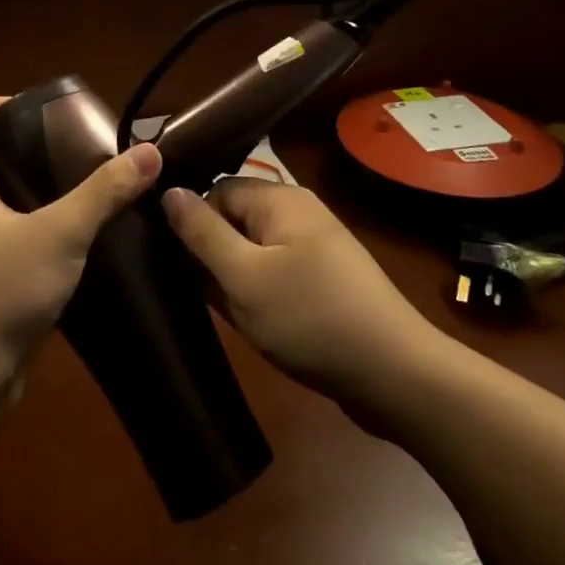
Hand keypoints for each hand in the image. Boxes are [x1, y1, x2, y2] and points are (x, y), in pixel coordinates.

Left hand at [0, 97, 162, 370]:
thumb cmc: (1, 290)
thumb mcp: (61, 233)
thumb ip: (104, 193)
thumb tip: (148, 152)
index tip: (16, 109)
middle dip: (6, 147)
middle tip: (55, 145)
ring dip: (21, 190)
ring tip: (69, 187)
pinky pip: (4, 242)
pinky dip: (29, 231)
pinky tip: (68, 241)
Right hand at [163, 179, 430, 410]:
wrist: (395, 374)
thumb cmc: (311, 318)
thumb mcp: (244, 277)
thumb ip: (202, 233)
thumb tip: (169, 191)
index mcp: (280, 199)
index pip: (217, 190)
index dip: (192, 221)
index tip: (170, 258)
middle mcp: (297, 214)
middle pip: (235, 220)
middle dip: (212, 254)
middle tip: (191, 290)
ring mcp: (313, 249)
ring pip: (252, 252)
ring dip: (233, 279)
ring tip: (219, 310)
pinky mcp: (322, 281)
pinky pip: (275, 274)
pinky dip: (257, 294)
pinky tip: (248, 322)